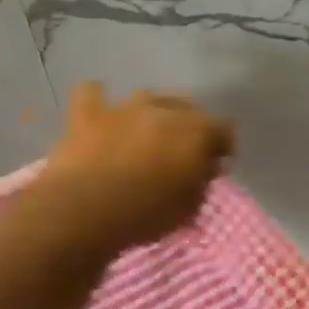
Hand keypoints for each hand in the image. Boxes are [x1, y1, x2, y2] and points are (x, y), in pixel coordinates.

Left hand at [37, 81, 234, 252]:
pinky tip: (101, 112)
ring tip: (147, 131)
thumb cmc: (145, 215)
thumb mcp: (189, 208)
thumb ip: (202, 181)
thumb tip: (206, 167)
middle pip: (188, 106)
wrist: (85, 211)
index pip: (224, 129)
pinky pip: (93, 93)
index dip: (222, 146)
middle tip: (182, 150)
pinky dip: (99, 100)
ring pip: (147, 95)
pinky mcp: (88, 112)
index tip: (215, 164)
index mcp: (197, 133)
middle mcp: (164, 110)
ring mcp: (124, 106)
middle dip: (190, 125)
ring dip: (152, 111)